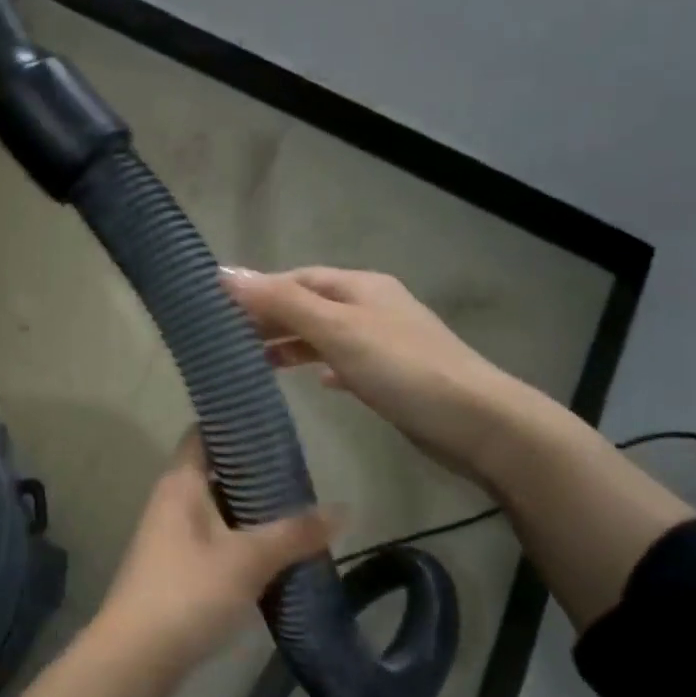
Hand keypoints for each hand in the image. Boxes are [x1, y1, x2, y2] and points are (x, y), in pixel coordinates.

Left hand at [93, 432, 338, 681]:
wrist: (136, 658)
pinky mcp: (178, 568)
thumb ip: (295, 533)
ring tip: (300, 513)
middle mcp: (172, 501)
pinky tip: (277, 554)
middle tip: (302, 476)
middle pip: (217, 473)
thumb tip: (343, 509)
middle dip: (257, 475)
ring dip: (253, 512)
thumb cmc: (188, 592)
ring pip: (219, 510)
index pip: (204, 434)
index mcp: (181, 483)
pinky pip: (216, 541)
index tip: (275, 428)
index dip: (235, 426)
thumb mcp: (248, 559)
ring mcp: (172, 536)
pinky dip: (243, 542)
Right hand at [222, 266, 538, 479]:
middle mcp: (372, 307)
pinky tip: (313, 382)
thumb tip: (226, 274)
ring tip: (256, 362)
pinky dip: (323, 366)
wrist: (476, 422)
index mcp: (360, 287)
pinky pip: (346, 362)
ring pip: (326, 335)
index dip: (259, 290)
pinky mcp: (392, 376)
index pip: (298, 279)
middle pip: (311, 305)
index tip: (219, 309)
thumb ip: (283, 304)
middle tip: (229, 340)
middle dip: (272, 319)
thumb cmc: (402, 368)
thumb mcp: (338, 330)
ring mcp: (385, 342)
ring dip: (293, 344)